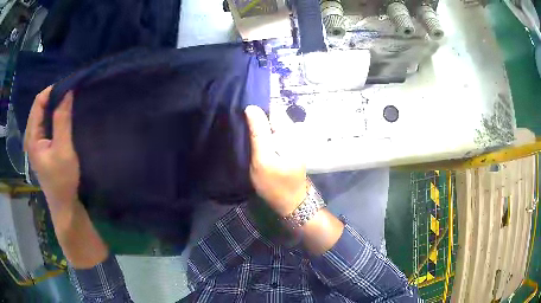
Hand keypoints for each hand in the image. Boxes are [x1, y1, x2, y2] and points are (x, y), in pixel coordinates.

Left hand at [24, 86, 79, 214]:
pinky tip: (61, 116)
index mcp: (32, 137)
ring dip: (53, 105)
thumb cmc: (62, 180)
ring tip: (67, 102)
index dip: (51, 91)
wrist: (63, 204)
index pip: (38, 103)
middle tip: (69, 93)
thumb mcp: (63, 149)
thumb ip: (62, 121)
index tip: (68, 86)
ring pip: (41, 114)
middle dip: (52, 96)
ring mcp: (35, 142)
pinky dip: (52, 115)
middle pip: (38, 107)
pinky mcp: (40, 146)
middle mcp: (30, 136)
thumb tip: (67, 92)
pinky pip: (44, 123)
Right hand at [245, 105, 307, 215]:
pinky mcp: (285, 147)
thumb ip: (258, 133)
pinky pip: (271, 134)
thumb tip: (251, 107)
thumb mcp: (263, 159)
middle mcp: (291, 131)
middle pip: (271, 115)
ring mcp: (289, 139)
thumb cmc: (275, 184)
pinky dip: (262, 136)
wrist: (291, 203)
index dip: (256, 109)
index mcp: (288, 131)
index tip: (240, 114)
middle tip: (239, 126)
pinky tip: (252, 142)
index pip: (271, 108)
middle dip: (256, 119)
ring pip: (270, 125)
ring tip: (243, 133)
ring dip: (257, 128)